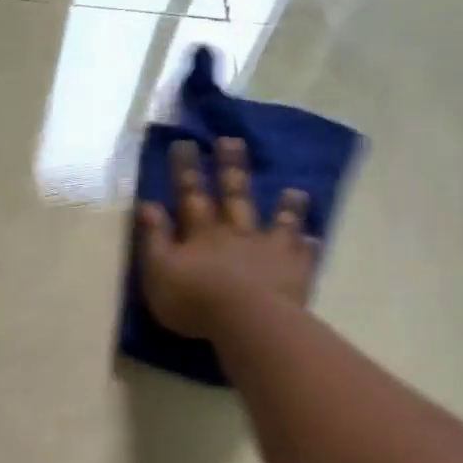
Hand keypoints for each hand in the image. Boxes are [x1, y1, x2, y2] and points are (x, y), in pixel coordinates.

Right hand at [138, 136, 316, 338]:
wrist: (246, 321)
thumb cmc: (194, 300)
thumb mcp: (159, 271)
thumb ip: (154, 238)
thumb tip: (148, 204)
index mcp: (202, 233)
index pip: (190, 195)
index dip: (186, 170)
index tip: (184, 143)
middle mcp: (237, 232)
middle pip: (234, 195)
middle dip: (230, 168)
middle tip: (232, 141)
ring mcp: (269, 249)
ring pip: (277, 221)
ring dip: (284, 206)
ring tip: (294, 191)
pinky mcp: (293, 270)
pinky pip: (302, 255)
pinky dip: (307, 246)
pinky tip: (314, 240)